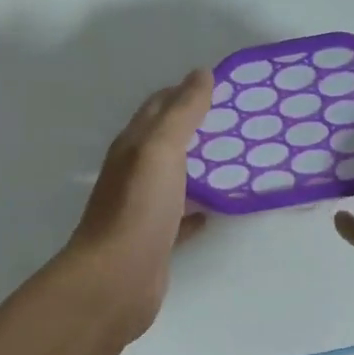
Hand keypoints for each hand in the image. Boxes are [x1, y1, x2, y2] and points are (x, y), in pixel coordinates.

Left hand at [63, 68, 212, 342]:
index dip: (183, 92)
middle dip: (195, 128)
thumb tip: (200, 74)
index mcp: (132, 147)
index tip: (220, 85)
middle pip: (165, 143)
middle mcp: (133, 174)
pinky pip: (179, 218)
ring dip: (198, 168)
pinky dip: (196, 209)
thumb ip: (181, 113)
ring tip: (235, 160)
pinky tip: (214, 209)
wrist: (117, 280)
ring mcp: (142, 210)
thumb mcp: (160, 150)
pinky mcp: (155, 242)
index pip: (157, 108)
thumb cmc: (138, 209)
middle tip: (236, 121)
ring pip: (173, 180)